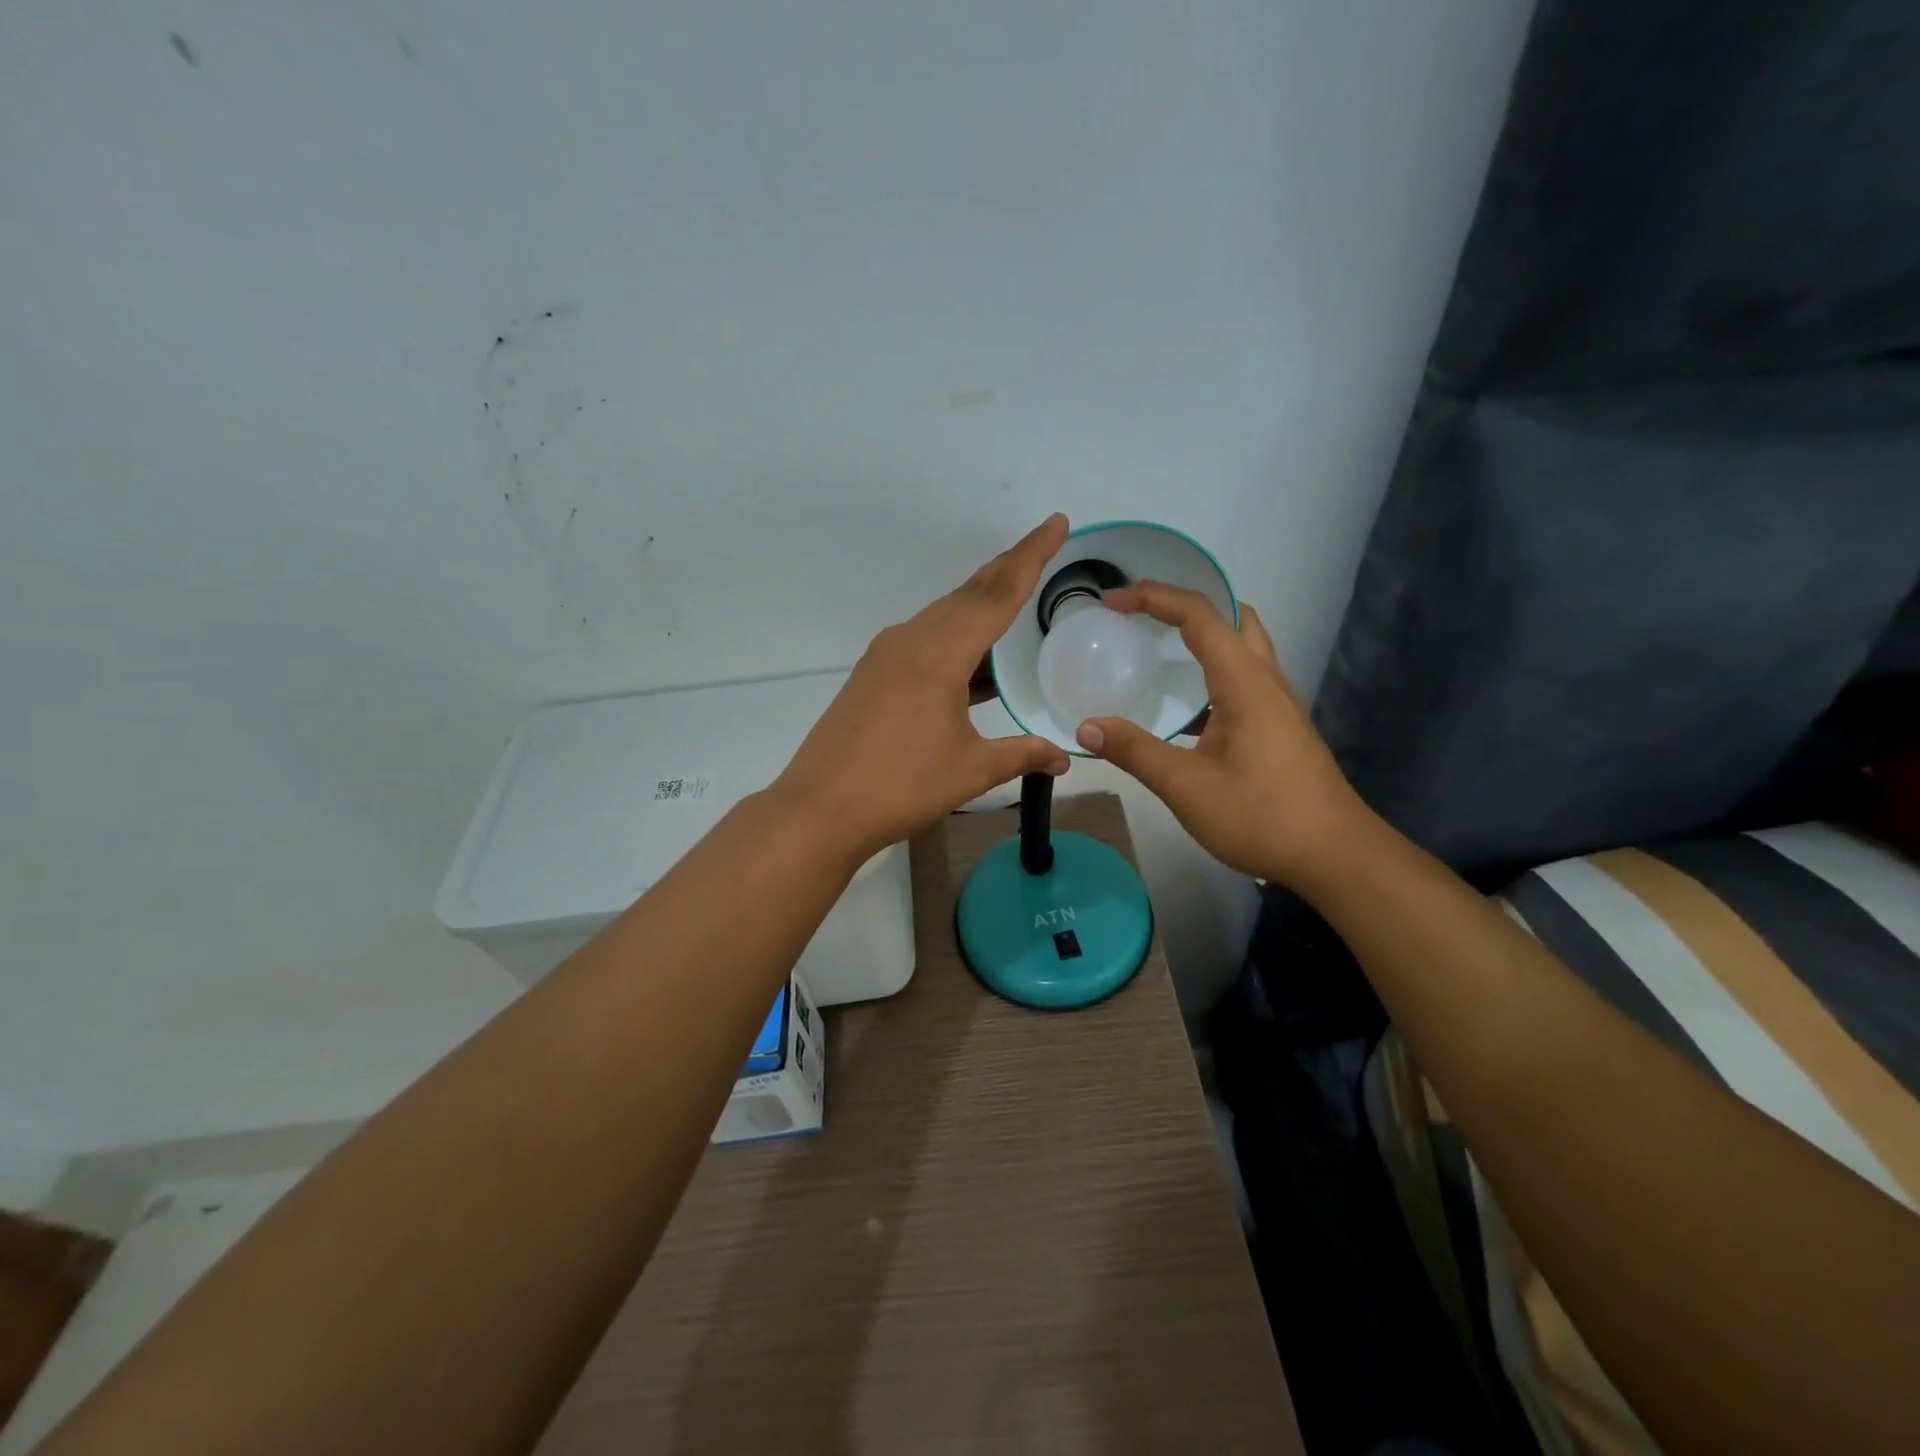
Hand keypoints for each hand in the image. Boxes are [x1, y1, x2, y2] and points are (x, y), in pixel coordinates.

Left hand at [770, 516, 1073, 861]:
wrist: (820, 808)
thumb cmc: (901, 786)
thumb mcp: (971, 770)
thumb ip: (1022, 755)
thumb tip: (1065, 758)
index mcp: (939, 653)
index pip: (997, 594)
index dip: (1031, 557)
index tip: (1055, 523)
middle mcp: (911, 640)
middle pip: (968, 594)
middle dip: (1008, 569)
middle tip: (1043, 550)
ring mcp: (886, 656)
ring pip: (944, 617)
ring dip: (980, 605)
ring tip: (1015, 599)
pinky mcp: (873, 675)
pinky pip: (925, 641)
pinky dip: (957, 638)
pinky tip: (974, 658)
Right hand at [1072, 583, 1364, 888]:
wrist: (1335, 856)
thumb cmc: (1262, 817)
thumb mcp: (1187, 787)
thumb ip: (1135, 752)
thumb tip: (1087, 727)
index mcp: (1245, 683)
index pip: (1200, 615)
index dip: (1154, 597)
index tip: (1112, 601)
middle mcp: (1266, 681)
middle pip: (1232, 617)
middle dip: (1185, 604)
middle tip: (1142, 616)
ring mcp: (1279, 704)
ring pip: (1244, 646)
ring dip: (1204, 634)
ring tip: (1158, 649)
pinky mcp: (1280, 727)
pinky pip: (1245, 676)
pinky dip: (1213, 668)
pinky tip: (1187, 705)